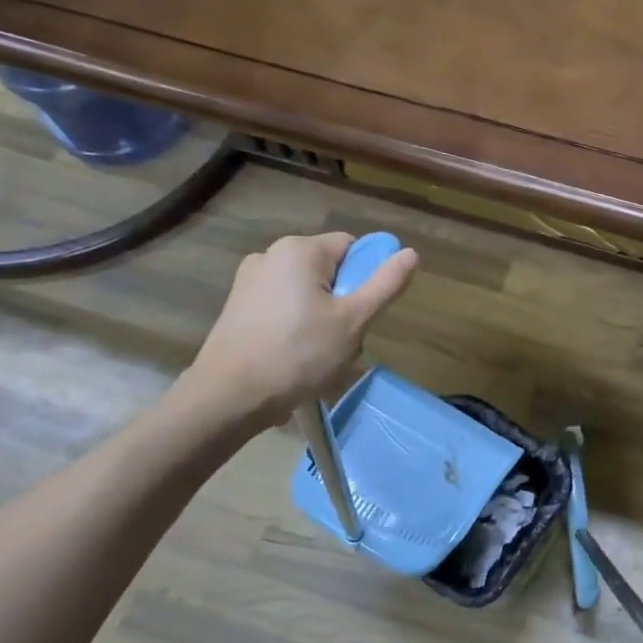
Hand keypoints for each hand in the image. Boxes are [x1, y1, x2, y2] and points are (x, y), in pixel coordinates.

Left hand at [178, 233, 417, 434]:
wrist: (230, 395)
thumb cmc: (299, 354)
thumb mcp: (353, 321)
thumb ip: (385, 284)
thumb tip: (411, 253)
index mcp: (299, 250)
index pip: (352, 247)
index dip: (368, 277)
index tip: (365, 313)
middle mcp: (270, 254)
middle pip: (329, 269)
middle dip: (345, 301)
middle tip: (346, 339)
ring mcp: (250, 280)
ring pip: (307, 290)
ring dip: (324, 316)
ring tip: (321, 353)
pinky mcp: (238, 305)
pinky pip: (283, 305)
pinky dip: (298, 324)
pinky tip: (297, 355)